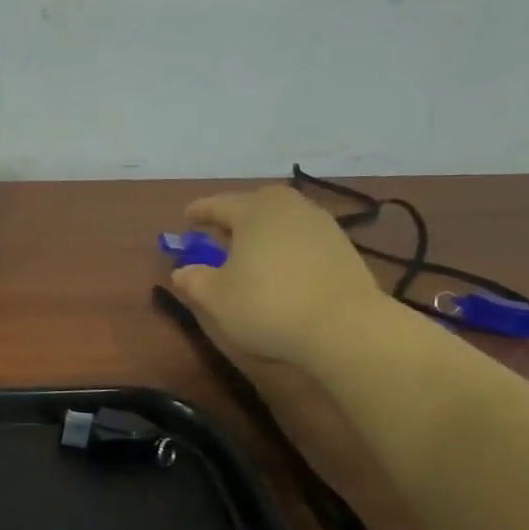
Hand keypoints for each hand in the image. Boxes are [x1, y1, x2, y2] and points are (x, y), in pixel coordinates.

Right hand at [170, 184, 385, 366]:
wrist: (345, 327)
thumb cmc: (268, 306)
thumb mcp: (216, 298)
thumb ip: (194, 280)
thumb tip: (182, 271)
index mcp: (253, 211)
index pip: (218, 204)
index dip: (199, 212)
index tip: (187, 218)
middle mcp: (289, 208)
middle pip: (257, 202)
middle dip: (237, 213)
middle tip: (223, 231)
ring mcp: (321, 225)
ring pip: (284, 217)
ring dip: (266, 229)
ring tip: (254, 250)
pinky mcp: (343, 248)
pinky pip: (304, 236)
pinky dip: (288, 245)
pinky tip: (284, 266)